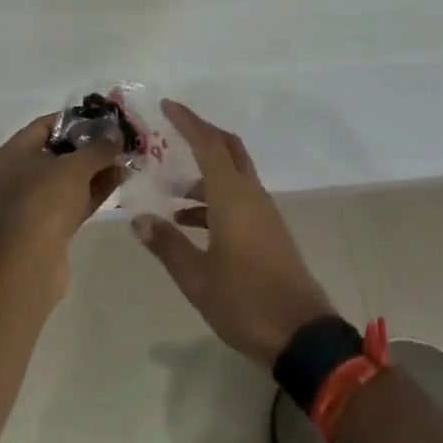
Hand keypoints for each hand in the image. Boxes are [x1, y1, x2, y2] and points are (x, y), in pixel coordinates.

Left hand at [0, 113, 124, 268]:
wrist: (29, 264)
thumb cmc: (45, 201)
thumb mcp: (76, 167)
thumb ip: (98, 147)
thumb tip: (115, 135)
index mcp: (12, 153)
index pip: (45, 125)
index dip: (76, 120)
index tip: (104, 120)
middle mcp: (15, 175)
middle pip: (56, 152)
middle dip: (89, 147)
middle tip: (118, 141)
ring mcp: (29, 204)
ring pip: (66, 180)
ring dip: (94, 171)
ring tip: (125, 160)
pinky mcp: (44, 227)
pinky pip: (70, 201)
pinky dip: (91, 192)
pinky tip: (118, 182)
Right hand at [132, 100, 336, 365]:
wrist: (302, 336)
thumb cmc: (245, 302)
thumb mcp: (196, 277)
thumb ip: (167, 244)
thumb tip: (140, 219)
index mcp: (233, 197)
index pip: (208, 144)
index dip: (188, 121)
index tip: (167, 106)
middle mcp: (251, 195)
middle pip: (228, 149)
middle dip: (202, 135)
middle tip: (173, 132)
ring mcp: (264, 214)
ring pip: (233, 176)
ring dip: (204, 174)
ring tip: (169, 190)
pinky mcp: (269, 232)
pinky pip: (239, 199)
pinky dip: (214, 198)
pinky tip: (190, 222)